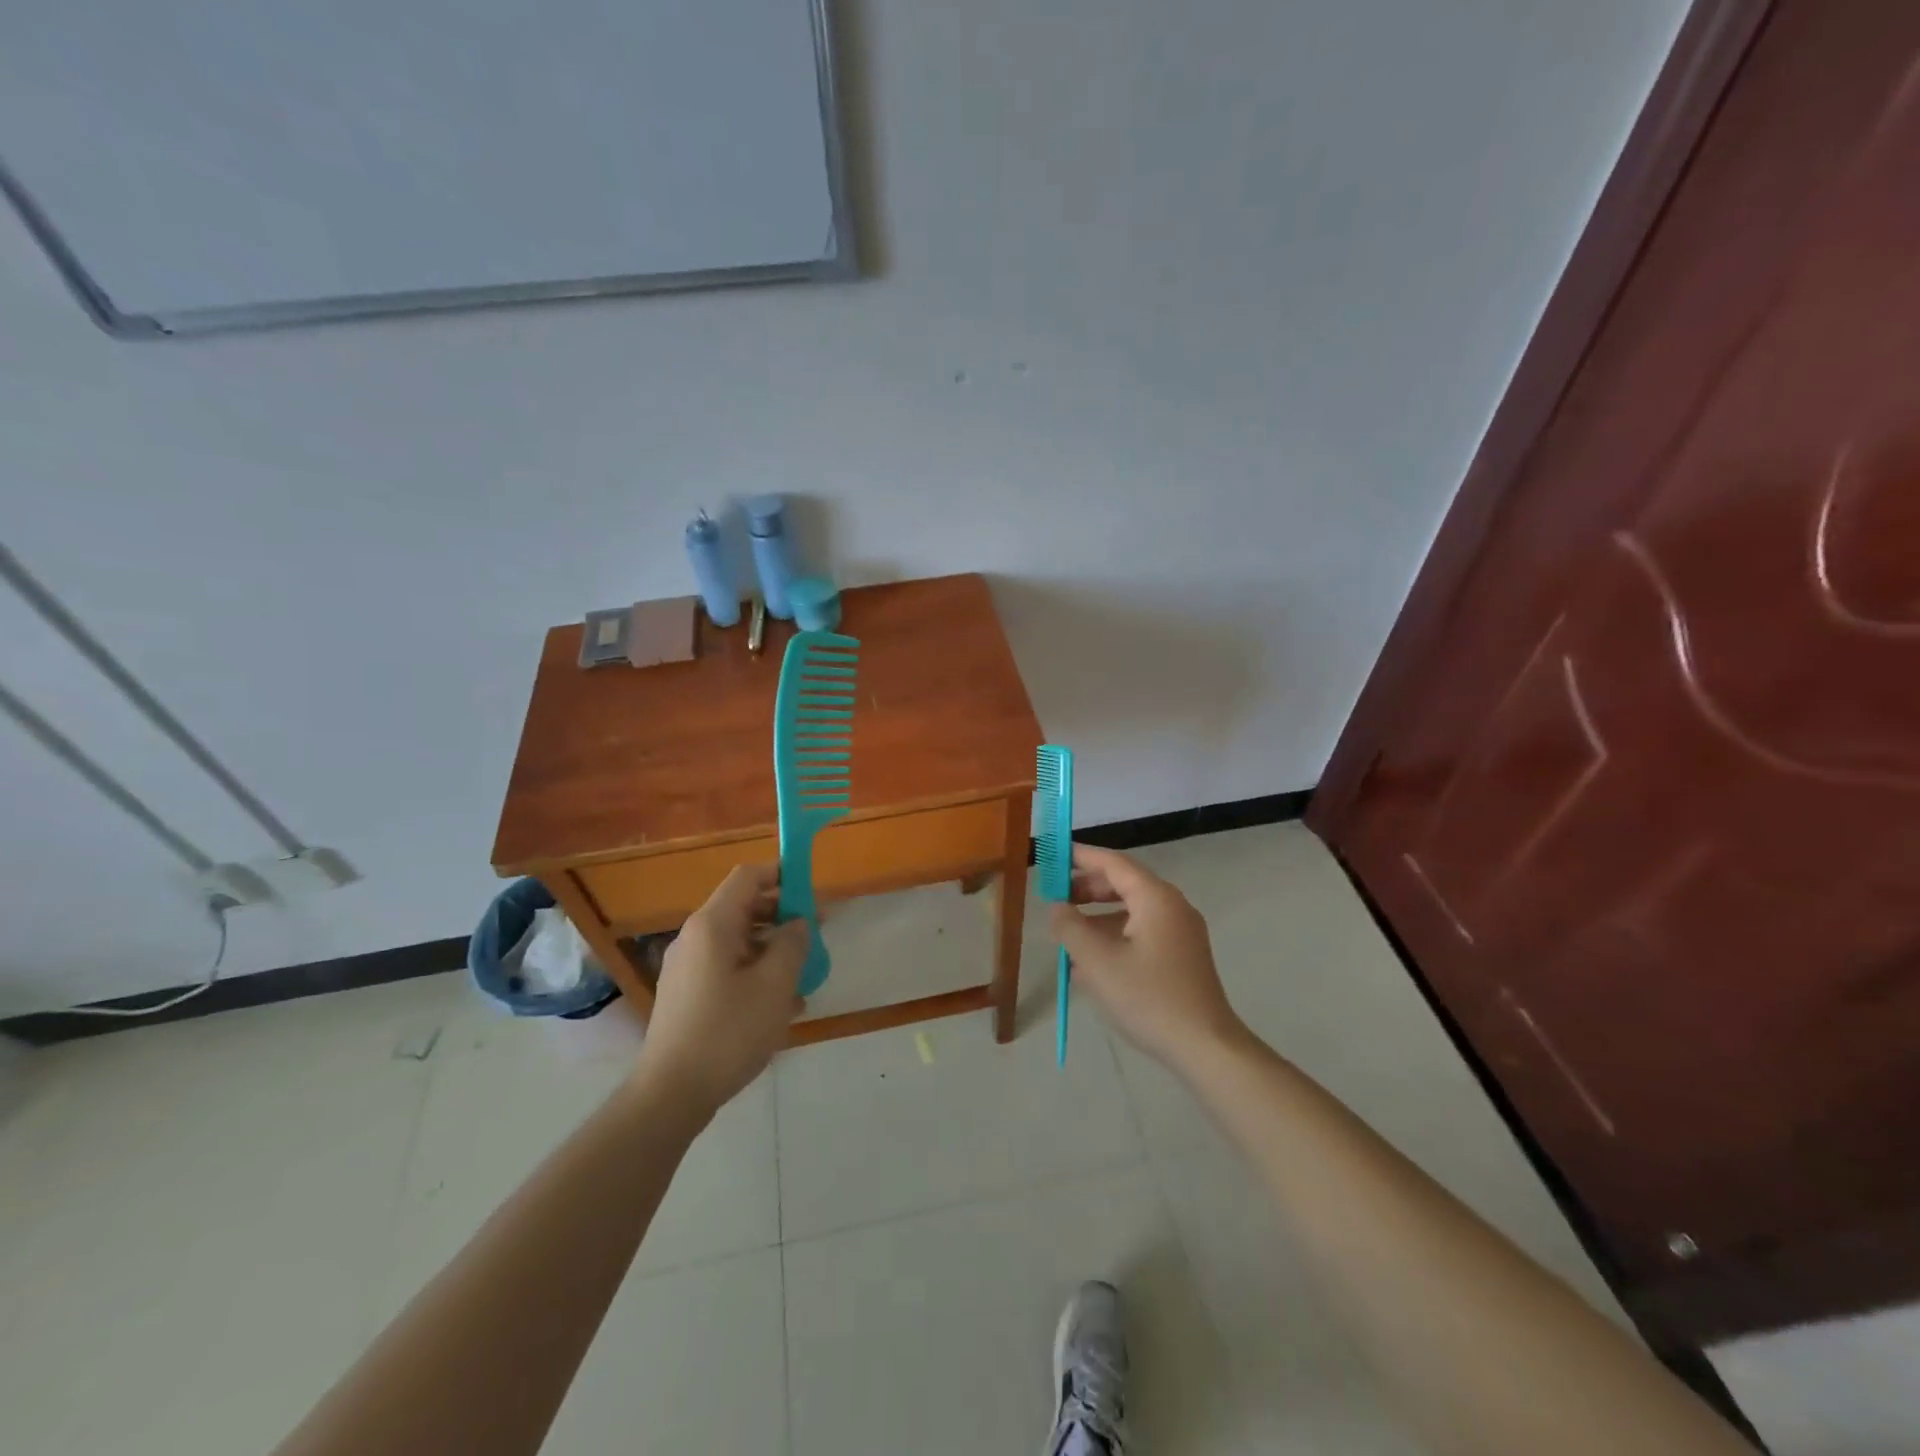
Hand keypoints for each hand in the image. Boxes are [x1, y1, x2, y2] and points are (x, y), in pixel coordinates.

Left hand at [641, 864, 808, 1116]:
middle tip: (817, 933)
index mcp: (713, 925)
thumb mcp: (774, 985)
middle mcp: (695, 937)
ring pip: (738, 941)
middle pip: (744, 907)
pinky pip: (727, 967)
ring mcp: (687, 967)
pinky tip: (782, 1004)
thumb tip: (799, 922)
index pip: (748, 877)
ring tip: (805, 973)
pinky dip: (755, 972)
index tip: (812, 889)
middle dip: (783, 915)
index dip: (782, 874)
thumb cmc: (728, 1032)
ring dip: (773, 948)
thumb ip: (793, 944)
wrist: (670, 1094)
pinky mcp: (686, 995)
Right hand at [1049, 844, 1247, 1077]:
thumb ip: (1070, 927)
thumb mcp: (1097, 962)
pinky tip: (1093, 960)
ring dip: (1098, 915)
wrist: (1206, 1048)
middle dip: (1087, 888)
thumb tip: (1056, 906)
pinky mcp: (1182, 955)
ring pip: (1132, 910)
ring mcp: (1181, 931)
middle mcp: (1172, 906)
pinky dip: (1115, 934)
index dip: (1080, 857)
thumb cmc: (1148, 998)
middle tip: (1055, 898)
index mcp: (1155, 898)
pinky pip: (1142, 931)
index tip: (1053, 856)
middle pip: (1124, 883)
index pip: (1112, 863)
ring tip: (1068, 932)